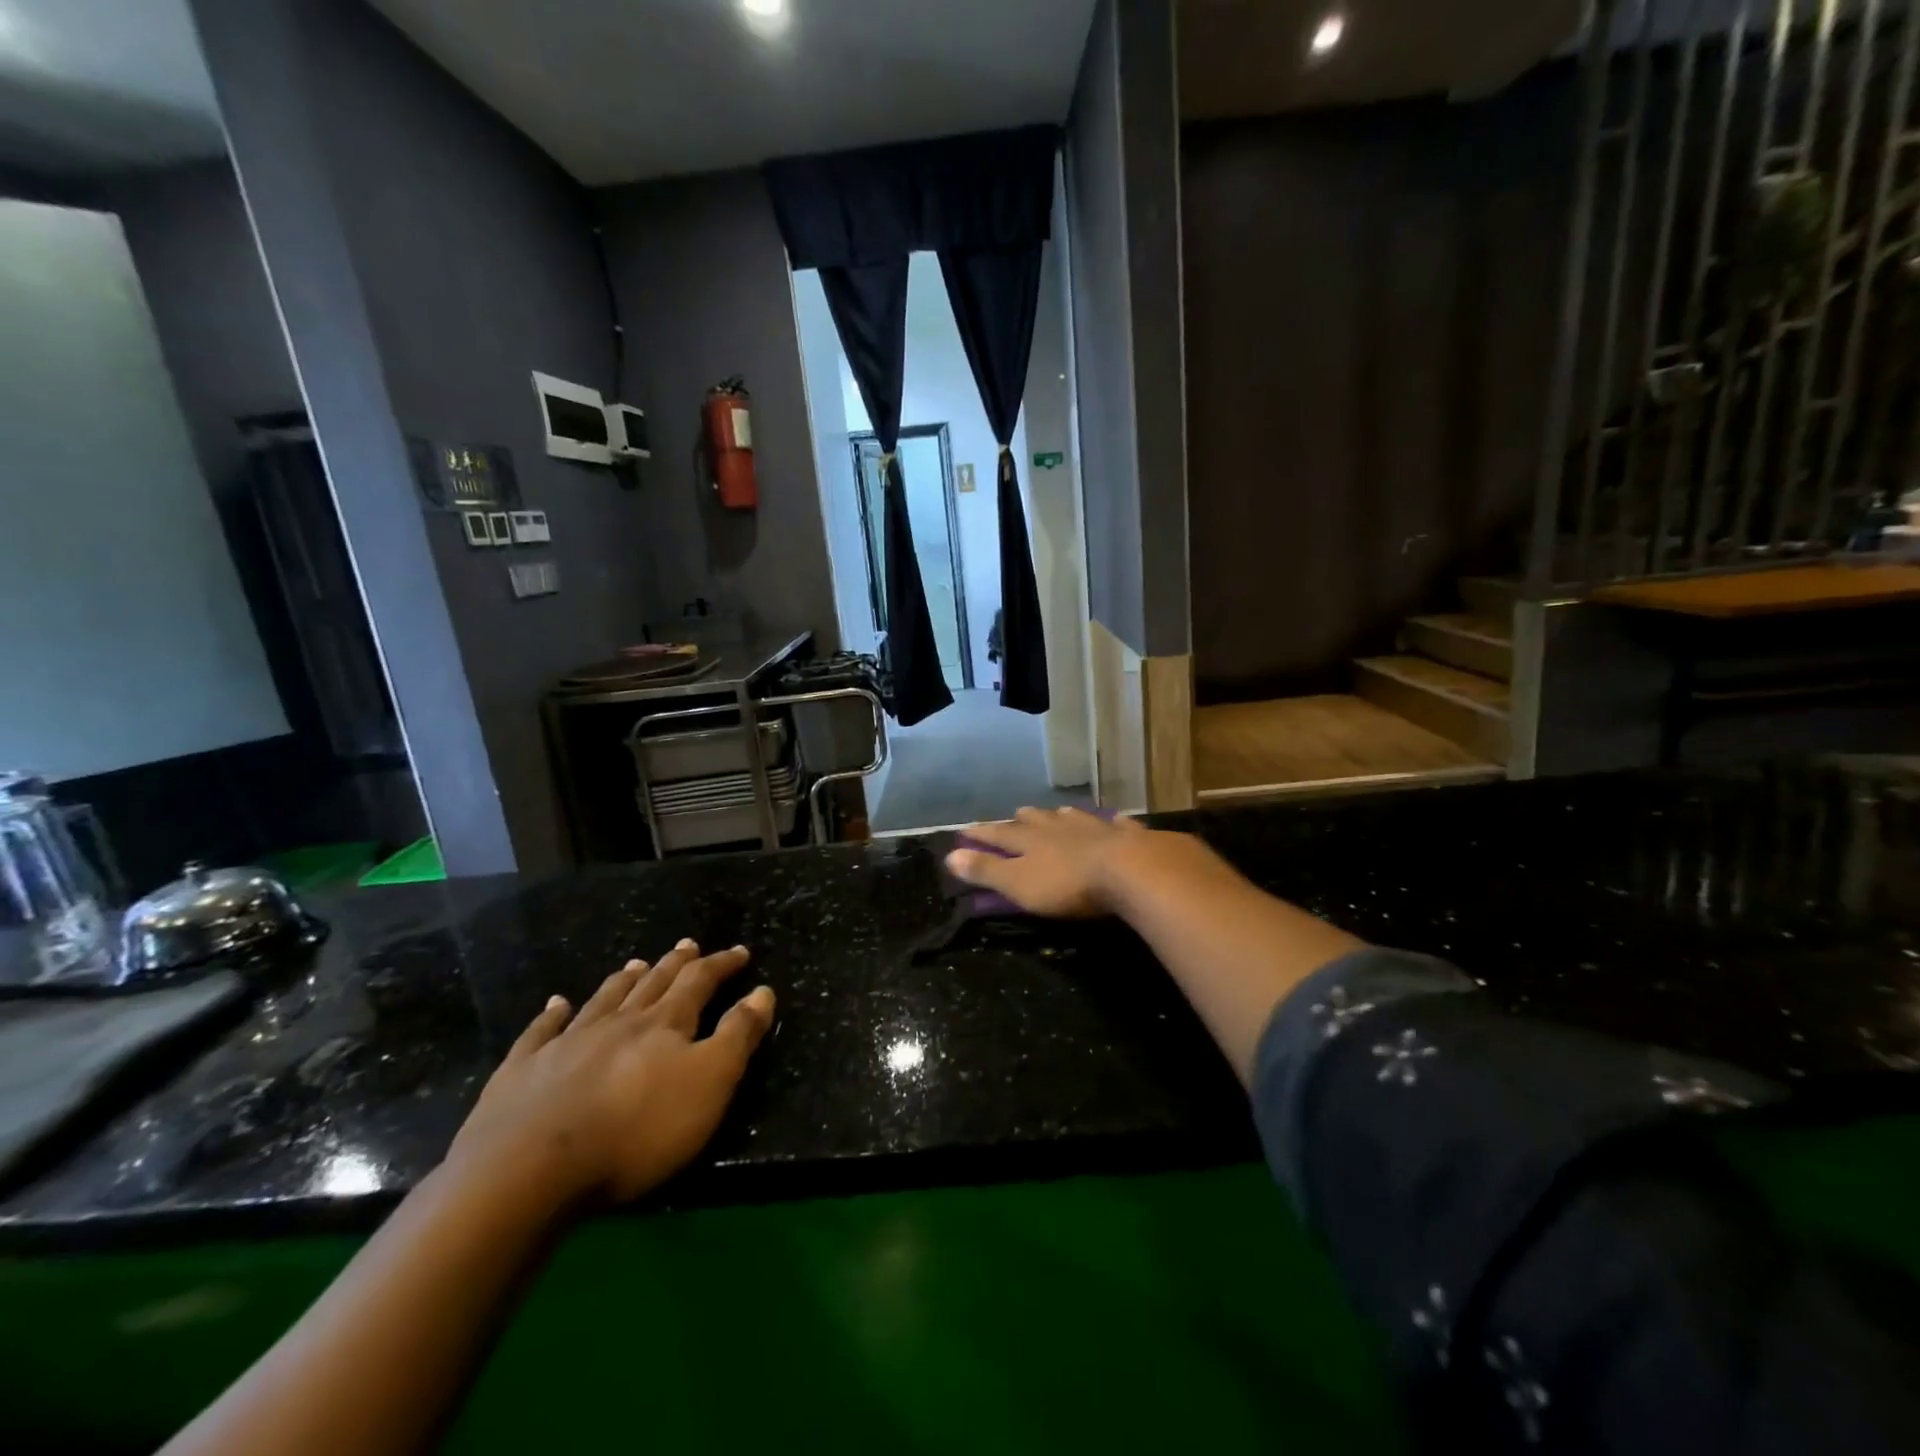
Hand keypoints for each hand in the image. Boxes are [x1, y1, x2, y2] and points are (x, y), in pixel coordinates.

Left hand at [447, 941, 774, 1205]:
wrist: (530, 1170)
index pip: (700, 982)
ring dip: (624, 980)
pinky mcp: (522, 1070)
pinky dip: (552, 1014)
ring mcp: (566, 1043)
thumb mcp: (709, 1084)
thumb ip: (738, 1036)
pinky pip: (541, 1031)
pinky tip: (556, 1004)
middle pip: (653, 984)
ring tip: (636, 964)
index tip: (740, 952)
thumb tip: (763, 991)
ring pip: (603, 1000)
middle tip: (688, 945)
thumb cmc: (637, 1131)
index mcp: (664, 1024)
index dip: (721, 965)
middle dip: (675, 964)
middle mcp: (618, 1022)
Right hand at [944, 807, 1150, 917]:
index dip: (981, 834)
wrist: (1130, 870)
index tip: (964, 831)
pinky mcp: (1127, 837)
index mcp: (1031, 840)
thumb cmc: (1068, 884)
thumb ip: (986, 871)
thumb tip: (950, 856)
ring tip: (1058, 812)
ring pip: (1073, 818)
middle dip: (1022, 819)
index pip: (999, 834)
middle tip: (1015, 814)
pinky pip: (1117, 825)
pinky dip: (1112, 822)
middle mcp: (1059, 828)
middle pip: (1036, 820)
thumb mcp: (1019, 883)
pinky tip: (1115, 819)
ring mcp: (1095, 828)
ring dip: (1061, 816)